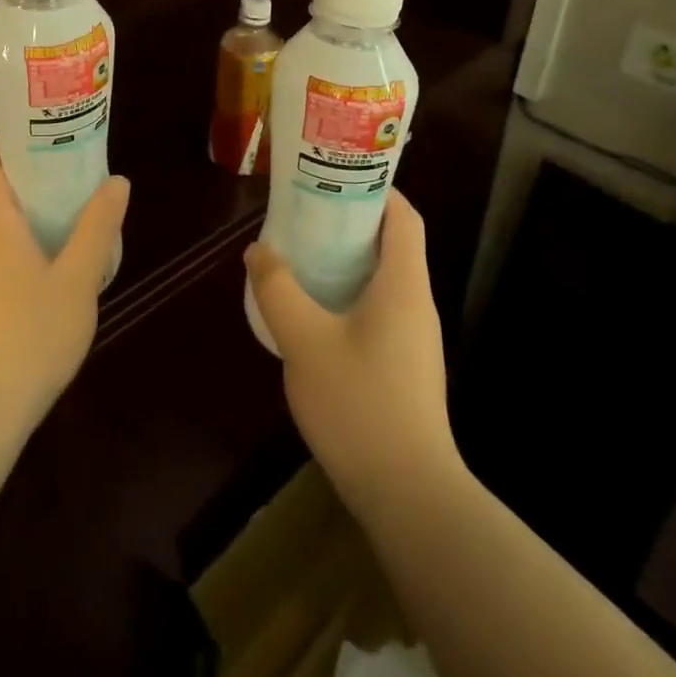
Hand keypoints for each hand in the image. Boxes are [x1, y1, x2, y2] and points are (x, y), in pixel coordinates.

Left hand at [0, 140, 129, 435]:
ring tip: (59, 203)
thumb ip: (97, 227)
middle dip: (17, 169)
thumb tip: (116, 181)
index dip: (5, 142)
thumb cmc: (30, 336)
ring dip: (13, 202)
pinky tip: (44, 254)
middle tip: (60, 166)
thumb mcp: (78, 279)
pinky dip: (9, 233)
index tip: (42, 137)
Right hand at [245, 191, 459, 513]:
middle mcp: (417, 303)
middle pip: (392, 243)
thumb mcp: (305, 341)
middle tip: (305, 214)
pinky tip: (315, 314)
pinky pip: (380, 310)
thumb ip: (278, 290)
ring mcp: (415, 338)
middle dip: (350, 222)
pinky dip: (350, 295)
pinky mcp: (406, 367)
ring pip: (384, 279)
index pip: (403, 215)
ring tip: (302, 256)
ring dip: (347, 261)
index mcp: (403, 283)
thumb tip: (259, 250)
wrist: (410, 497)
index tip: (333, 179)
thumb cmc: (360, 405)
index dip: (375, 189)